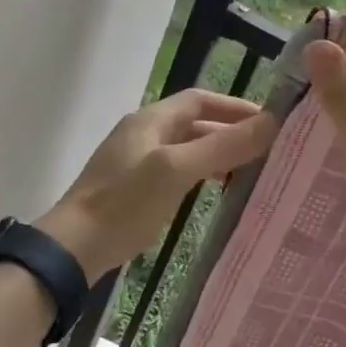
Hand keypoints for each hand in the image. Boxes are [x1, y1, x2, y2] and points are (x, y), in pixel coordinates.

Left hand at [37, 89, 277, 280]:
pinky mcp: (133, 189)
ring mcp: (135, 162)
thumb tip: (271, 122)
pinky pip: (175, 172)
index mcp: (150, 120)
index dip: (235, 107)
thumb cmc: (125, 203)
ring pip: (186, 149)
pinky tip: (214, 193)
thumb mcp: (176, 170)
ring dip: (216, 156)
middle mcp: (143, 134)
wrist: (74, 247)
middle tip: (268, 153)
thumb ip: (222, 146)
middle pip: (194, 124)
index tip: (270, 123)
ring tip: (250, 173)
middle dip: (230, 134)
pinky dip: (199, 175)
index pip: (200, 99)